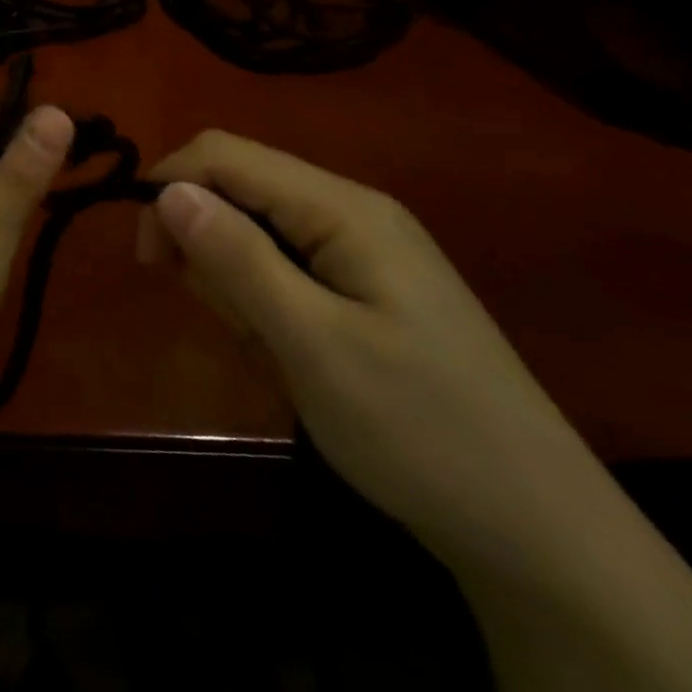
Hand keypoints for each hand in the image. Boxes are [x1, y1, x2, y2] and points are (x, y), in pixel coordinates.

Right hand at [142, 131, 604, 576]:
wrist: (544, 538)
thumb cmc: (421, 432)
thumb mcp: (313, 345)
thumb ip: (237, 258)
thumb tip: (167, 189)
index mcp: (343, 207)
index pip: (225, 153)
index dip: (169, 186)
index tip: (146, 258)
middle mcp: (352, 210)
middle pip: (241, 185)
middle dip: (204, 235)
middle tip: (214, 313)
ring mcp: (364, 249)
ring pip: (258, 226)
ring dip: (234, 274)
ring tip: (261, 344)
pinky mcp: (367, 287)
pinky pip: (287, 264)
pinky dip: (264, 297)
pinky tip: (284, 348)